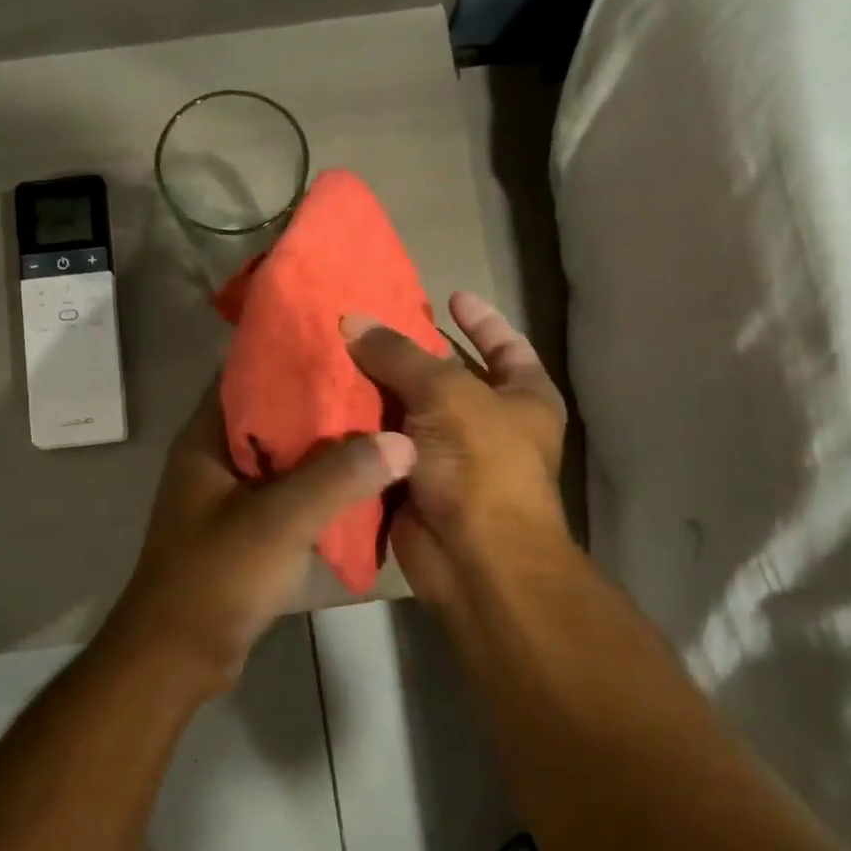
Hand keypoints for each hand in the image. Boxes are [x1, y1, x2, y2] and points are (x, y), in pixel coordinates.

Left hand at [101, 382, 416, 694]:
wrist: (179, 655)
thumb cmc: (216, 578)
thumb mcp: (278, 522)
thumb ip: (338, 478)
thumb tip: (402, 441)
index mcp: (207, 439)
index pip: (248, 374)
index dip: (294, 354)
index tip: (349, 342)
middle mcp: (217, 458)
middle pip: (274, 414)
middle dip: (324, 400)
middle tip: (382, 383)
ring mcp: (232, 495)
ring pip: (287, 456)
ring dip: (328, 446)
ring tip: (385, 424)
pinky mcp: (248, 528)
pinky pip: (291, 493)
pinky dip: (323, 485)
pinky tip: (366, 480)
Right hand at [342, 291, 568, 610]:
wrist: (473, 557)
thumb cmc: (481, 463)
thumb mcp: (446, 393)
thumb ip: (399, 354)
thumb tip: (353, 320)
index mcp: (524, 396)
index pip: (504, 344)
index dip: (479, 319)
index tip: (448, 294)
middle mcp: (491, 424)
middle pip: (448, 377)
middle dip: (410, 354)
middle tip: (367, 325)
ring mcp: (452, 458)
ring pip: (409, 414)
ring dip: (377, 392)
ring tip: (336, 355)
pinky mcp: (415, 485)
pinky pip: (385, 449)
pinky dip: (361, 432)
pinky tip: (327, 404)